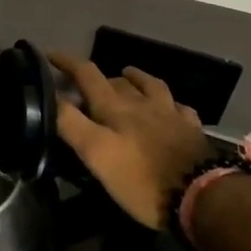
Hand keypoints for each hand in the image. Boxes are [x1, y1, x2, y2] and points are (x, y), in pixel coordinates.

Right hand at [50, 53, 214, 229]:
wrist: (201, 196)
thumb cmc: (141, 179)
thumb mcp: (97, 154)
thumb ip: (71, 123)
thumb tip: (50, 95)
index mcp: (115, 107)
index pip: (86, 74)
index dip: (66, 62)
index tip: (49, 54)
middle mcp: (142, 102)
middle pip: (116, 80)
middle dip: (97, 77)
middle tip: (85, 87)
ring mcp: (170, 114)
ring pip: (150, 86)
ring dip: (135, 79)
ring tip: (127, 77)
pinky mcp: (192, 131)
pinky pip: (179, 107)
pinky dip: (169, 103)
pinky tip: (170, 107)